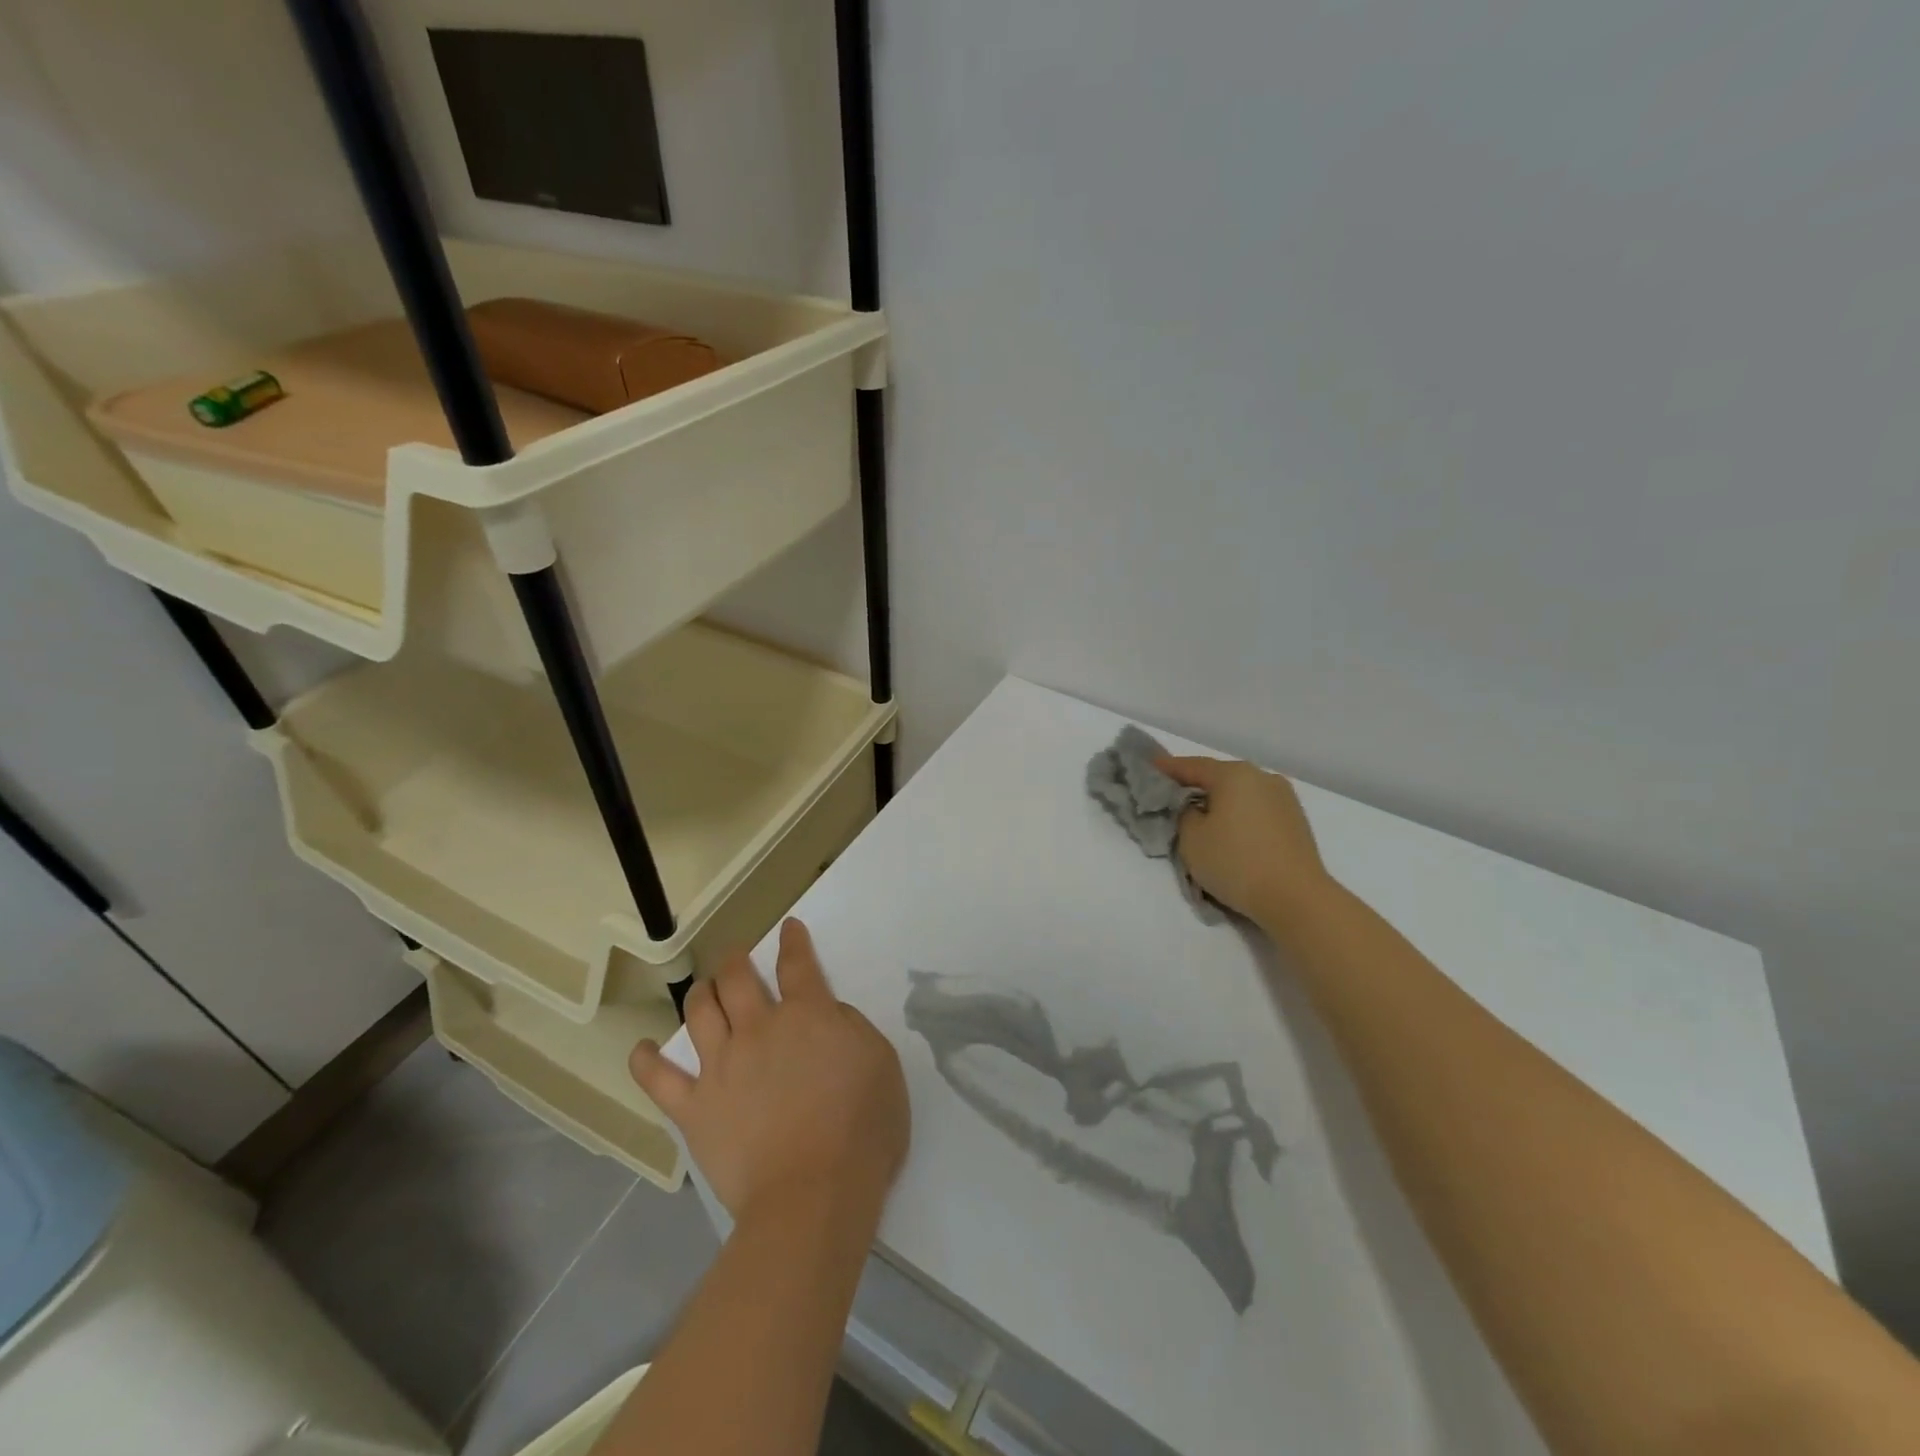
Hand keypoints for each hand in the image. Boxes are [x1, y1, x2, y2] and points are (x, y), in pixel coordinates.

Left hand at [630, 919, 909, 1227]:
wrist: (813, 1195)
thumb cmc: (862, 1130)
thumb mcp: (881, 1064)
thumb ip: (852, 1028)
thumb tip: (828, 1017)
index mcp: (808, 1014)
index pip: (797, 964)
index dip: (792, 941)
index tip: (788, 928)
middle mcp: (759, 1028)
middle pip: (737, 978)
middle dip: (736, 960)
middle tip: (737, 958)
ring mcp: (722, 1066)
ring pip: (700, 1012)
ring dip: (701, 994)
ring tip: (703, 991)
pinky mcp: (696, 1108)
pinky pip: (660, 1080)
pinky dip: (647, 1061)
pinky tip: (643, 1050)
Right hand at [1158, 755, 1336, 929]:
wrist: (1296, 898)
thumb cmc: (1236, 862)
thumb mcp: (1191, 838)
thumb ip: (1183, 814)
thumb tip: (1194, 808)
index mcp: (1234, 774)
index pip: (1192, 766)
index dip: (1167, 768)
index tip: (1149, 768)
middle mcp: (1262, 777)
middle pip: (1219, 777)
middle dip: (1195, 786)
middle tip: (1172, 797)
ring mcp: (1284, 798)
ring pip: (1240, 794)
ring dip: (1219, 802)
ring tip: (1201, 818)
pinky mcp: (1296, 821)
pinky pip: (1256, 810)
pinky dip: (1239, 816)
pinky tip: (1230, 832)